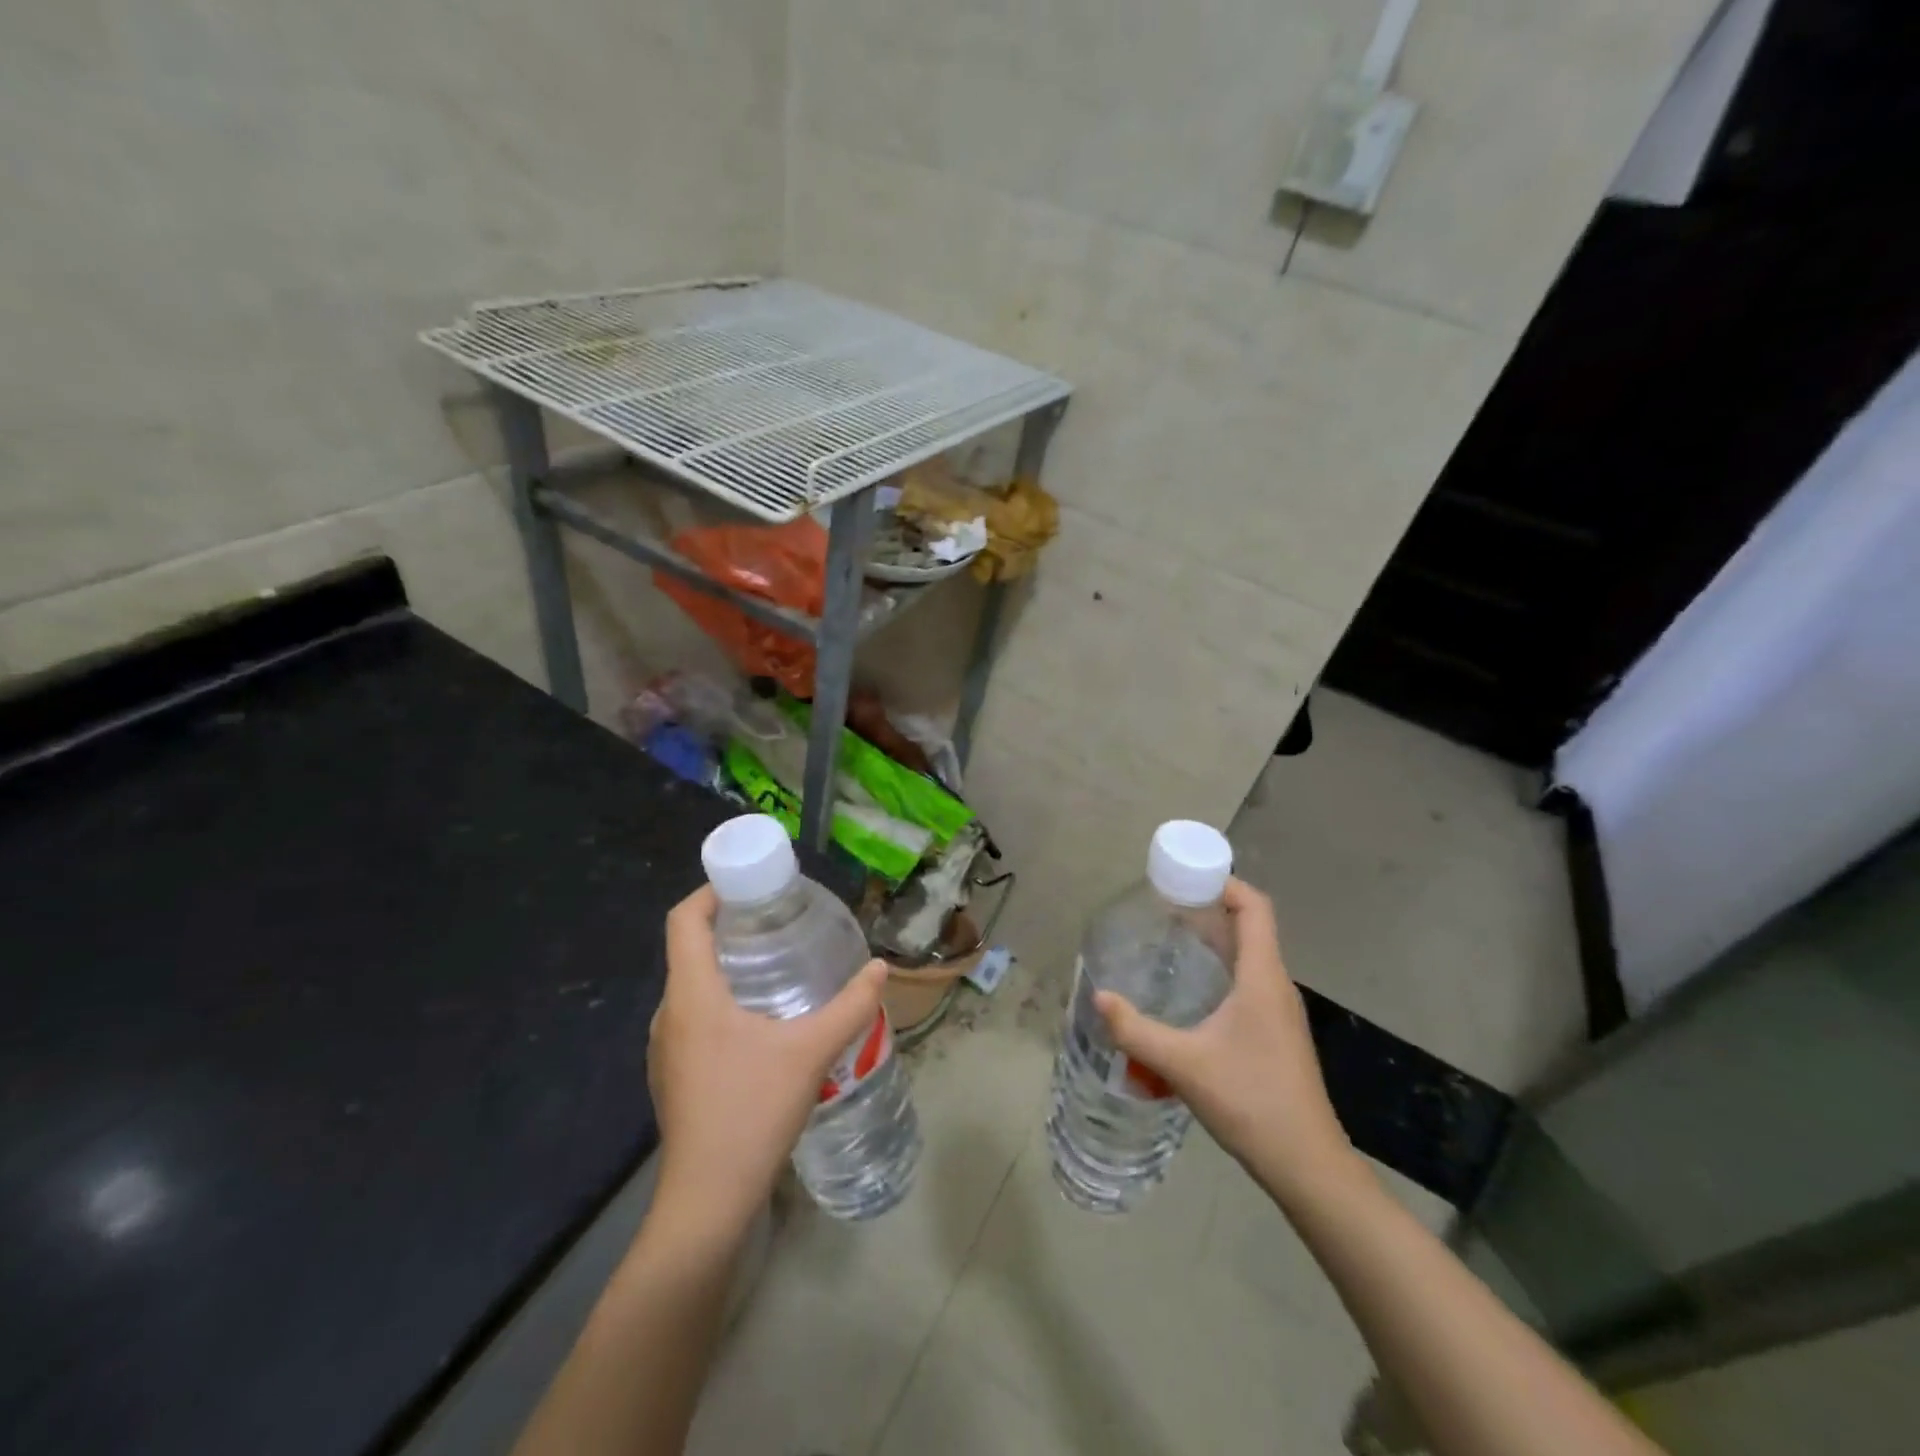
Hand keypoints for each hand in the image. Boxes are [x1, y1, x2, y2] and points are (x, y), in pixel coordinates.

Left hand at [648, 886, 889, 1239]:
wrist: (707, 1201)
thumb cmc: (752, 1111)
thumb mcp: (811, 1051)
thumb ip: (850, 1005)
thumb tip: (880, 968)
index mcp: (691, 994)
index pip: (684, 920)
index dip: (710, 892)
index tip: (749, 885)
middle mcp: (668, 1014)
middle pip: (689, 950)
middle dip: (729, 928)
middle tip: (777, 923)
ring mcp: (665, 1049)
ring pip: (692, 987)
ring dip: (727, 968)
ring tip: (776, 969)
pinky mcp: (673, 1076)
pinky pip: (693, 1018)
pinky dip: (722, 1002)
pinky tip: (761, 1025)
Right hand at [1094, 878, 1355, 1204]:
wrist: (1307, 1164)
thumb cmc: (1250, 1101)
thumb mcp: (1183, 1065)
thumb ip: (1136, 1030)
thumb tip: (1098, 998)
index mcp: (1262, 978)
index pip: (1255, 908)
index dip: (1225, 884)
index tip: (1186, 878)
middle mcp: (1275, 986)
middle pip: (1250, 927)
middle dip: (1209, 908)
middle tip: (1164, 905)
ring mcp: (1279, 1012)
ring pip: (1249, 957)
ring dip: (1214, 940)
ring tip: (1170, 939)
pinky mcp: (1276, 1034)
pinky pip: (1248, 983)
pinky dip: (1220, 970)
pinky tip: (1190, 992)